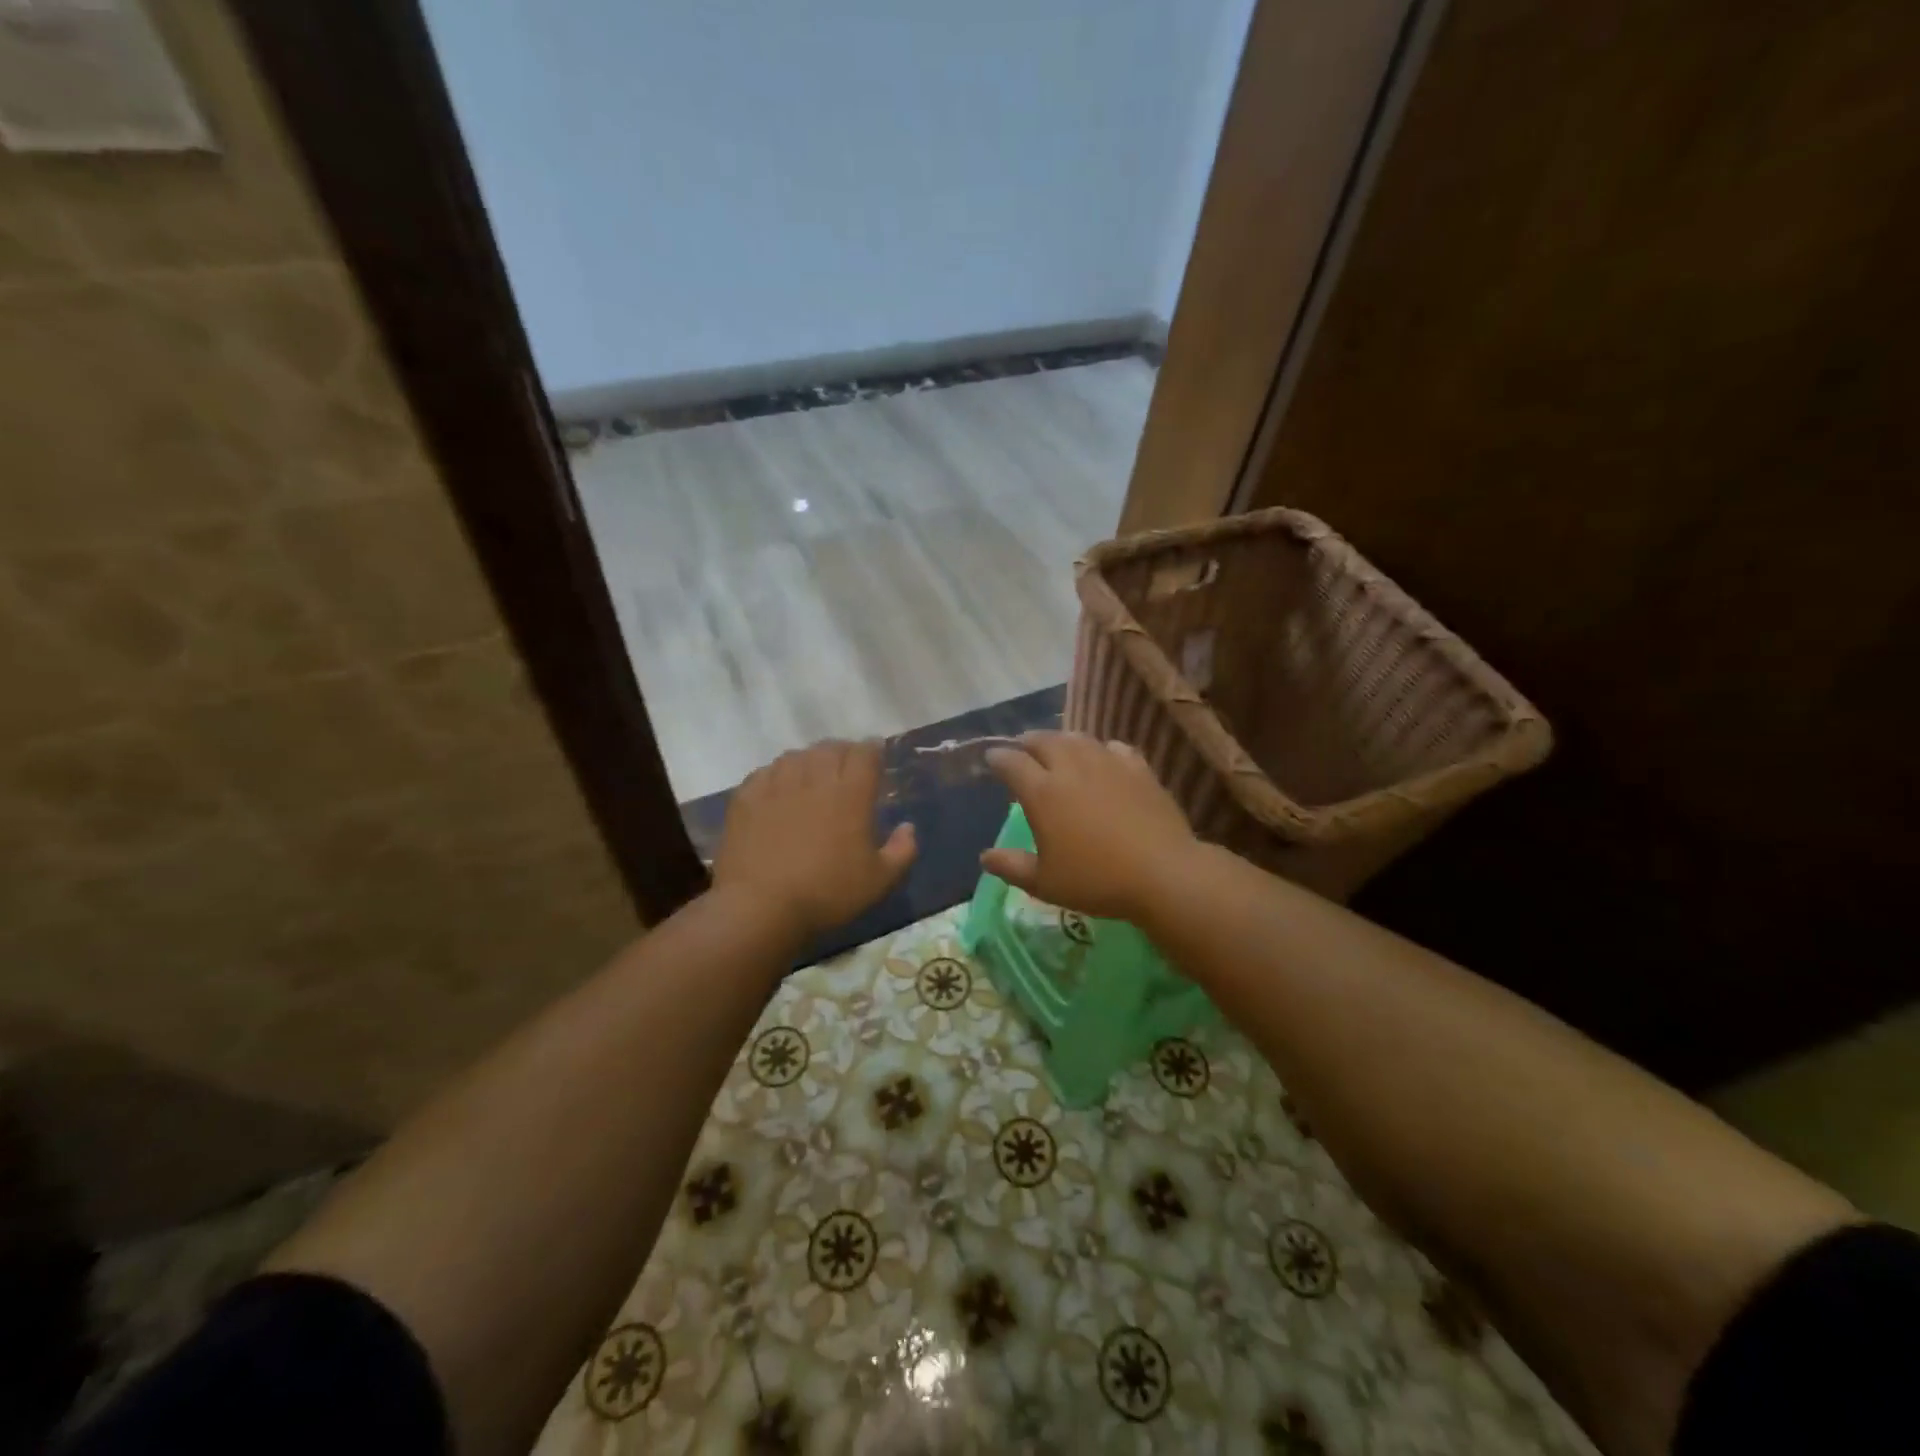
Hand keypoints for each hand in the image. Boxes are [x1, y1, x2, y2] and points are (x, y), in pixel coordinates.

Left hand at [712, 740, 916, 940]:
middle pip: (830, 748)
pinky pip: (765, 772)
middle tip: (846, 767)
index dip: (873, 749)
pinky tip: (778, 788)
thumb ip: (902, 851)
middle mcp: (815, 779)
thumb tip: (908, 828)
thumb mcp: (879, 881)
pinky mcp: (747, 797)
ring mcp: (777, 785)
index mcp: (851, 793)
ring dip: (809, 760)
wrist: (760, 906)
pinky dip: (777, 774)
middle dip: (842, 752)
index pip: (865, 753)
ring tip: (811, 775)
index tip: (876, 756)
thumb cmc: (827, 893)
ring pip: (796, 756)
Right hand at [982, 731, 1196, 922]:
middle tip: (1023, 748)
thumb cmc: (1096, 880)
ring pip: (1079, 739)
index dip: (998, 757)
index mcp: (1042, 793)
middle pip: (1044, 741)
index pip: (1012, 763)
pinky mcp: (1139, 769)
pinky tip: (1104, 757)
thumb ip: (1012, 867)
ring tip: (1058, 746)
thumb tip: (985, 857)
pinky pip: (1114, 748)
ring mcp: (1108, 764)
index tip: (992, 757)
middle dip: (1028, 741)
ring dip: (1062, 739)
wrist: (1162, 873)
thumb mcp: (1045, 883)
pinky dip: (1101, 749)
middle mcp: (1071, 768)